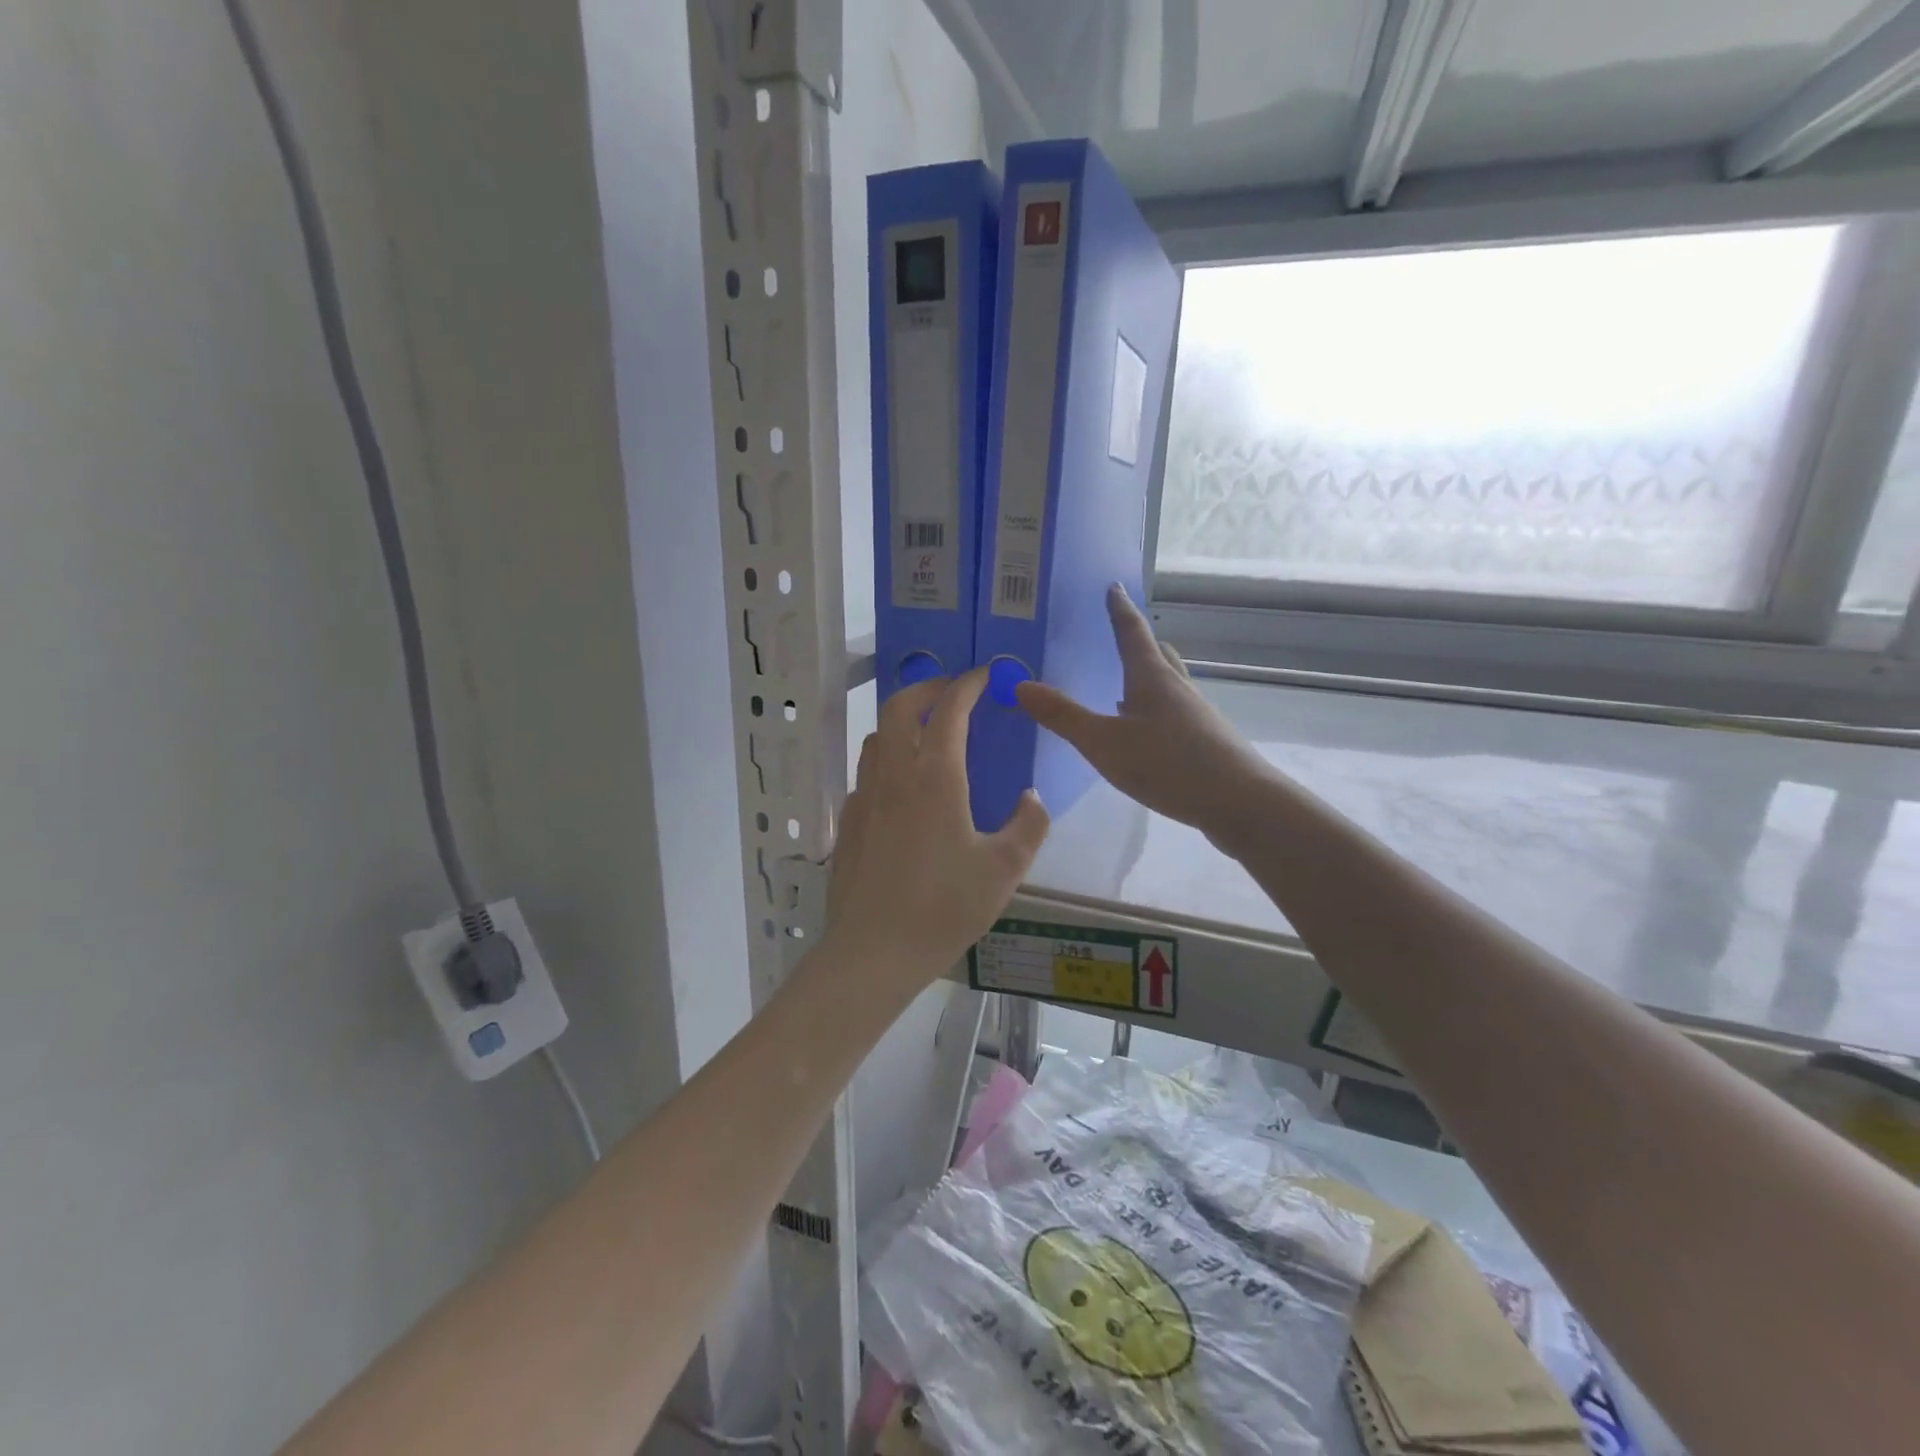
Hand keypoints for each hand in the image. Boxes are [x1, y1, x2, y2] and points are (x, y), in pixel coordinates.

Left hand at [826, 669, 1049, 992]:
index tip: (984, 674)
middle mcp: (893, 775)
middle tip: (951, 692)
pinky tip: (903, 790)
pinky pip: (866, 773)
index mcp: (934, 777)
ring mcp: (864, 797)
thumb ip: (1028, 826)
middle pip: (898, 707)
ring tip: (927, 735)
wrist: (873, 951)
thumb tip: (1030, 797)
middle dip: (926, 687)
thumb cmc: (944, 908)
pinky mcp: (848, 822)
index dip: (967, 684)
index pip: (949, 710)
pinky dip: (887, 760)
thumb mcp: (1004, 870)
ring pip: (876, 738)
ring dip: (901, 722)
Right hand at [1016, 585, 1273, 841]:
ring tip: (1124, 684)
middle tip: (1118, 634)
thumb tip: (1020, 685)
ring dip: (1147, 676)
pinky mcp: (1205, 740)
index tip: (1113, 586)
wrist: (1240, 802)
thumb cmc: (1168, 764)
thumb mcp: (1104, 742)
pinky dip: (1154, 708)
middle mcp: (1176, 687)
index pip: (1131, 632)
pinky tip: (1144, 732)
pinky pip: (1174, 711)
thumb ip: (1063, 716)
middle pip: (1157, 654)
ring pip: (1168, 683)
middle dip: (1137, 641)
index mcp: (1151, 677)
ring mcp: (1195, 714)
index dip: (1119, 609)